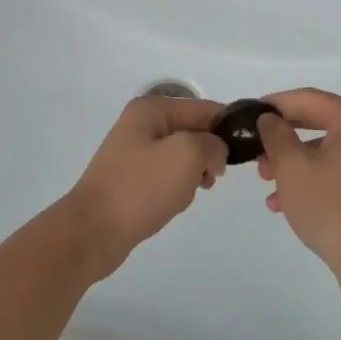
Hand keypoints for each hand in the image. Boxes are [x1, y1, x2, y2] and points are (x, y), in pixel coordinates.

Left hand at [61, 96, 227, 277]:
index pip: (204, 108)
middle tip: (212, 178)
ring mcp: (135, 151)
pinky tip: (174, 203)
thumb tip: (215, 151)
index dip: (227, 127)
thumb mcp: (186, 155)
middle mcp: (142, 123)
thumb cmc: (141, 188)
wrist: (94, 231)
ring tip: (189, 193)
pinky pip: (168, 175)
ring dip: (193, 174)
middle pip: (194, 131)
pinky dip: (178, 188)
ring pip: (183, 156)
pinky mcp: (133, 177)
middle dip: (208, 154)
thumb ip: (212, 144)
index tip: (246, 152)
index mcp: (152, 109)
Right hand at [256, 89, 340, 285]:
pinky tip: (289, 204)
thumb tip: (271, 119)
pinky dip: (317, 179)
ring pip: (330, 151)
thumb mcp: (292, 167)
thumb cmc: (332, 208)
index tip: (250, 113)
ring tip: (267, 184)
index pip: (309, 99)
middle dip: (285, 139)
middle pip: (321, 124)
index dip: (276, 104)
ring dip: (297, 163)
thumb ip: (276, 134)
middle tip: (257, 152)